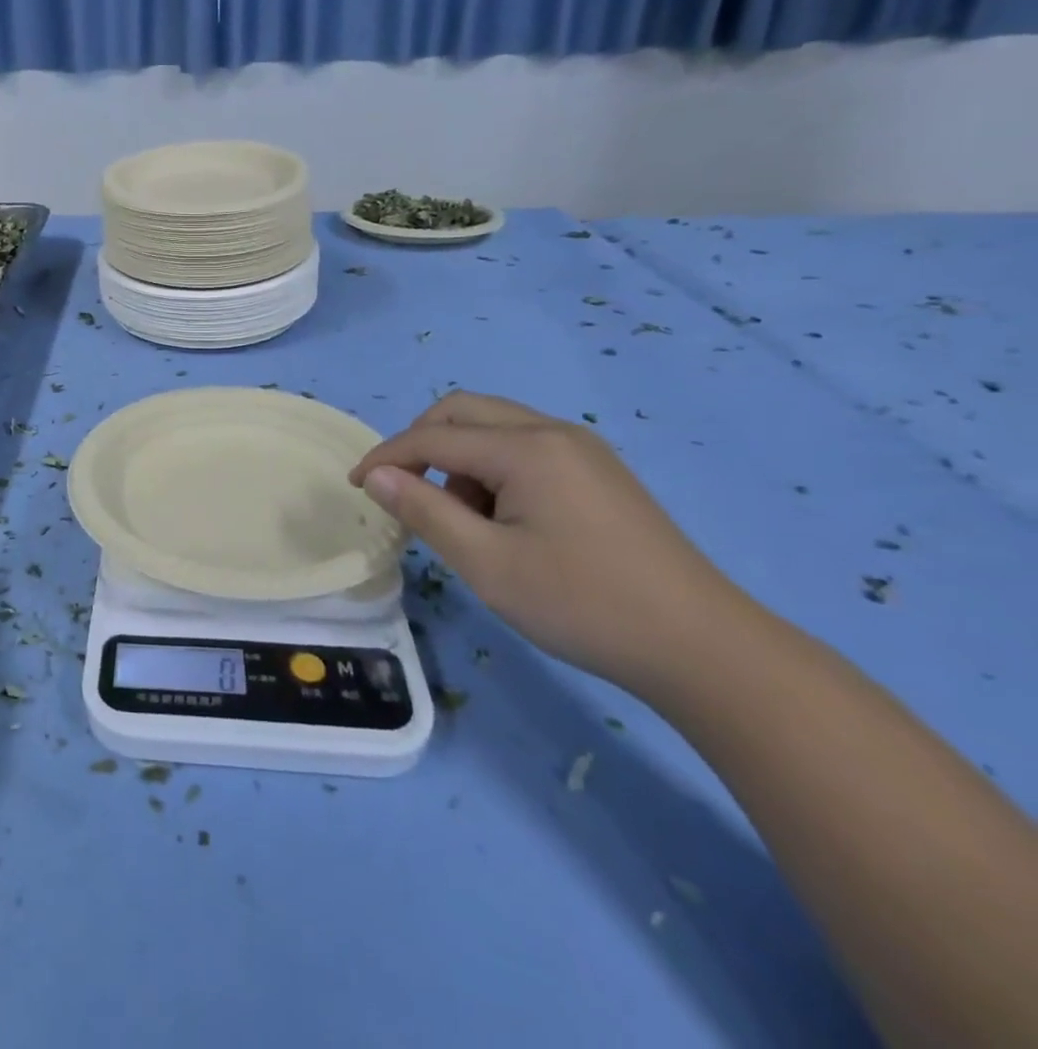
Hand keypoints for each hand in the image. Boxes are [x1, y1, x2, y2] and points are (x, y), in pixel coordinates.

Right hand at [349, 392, 748, 690]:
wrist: (704, 648)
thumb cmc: (583, 603)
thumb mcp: (486, 563)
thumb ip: (424, 510)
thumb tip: (375, 475)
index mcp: (526, 448)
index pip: (434, 436)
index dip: (387, 457)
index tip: (356, 487)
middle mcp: (554, 432)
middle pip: (463, 412)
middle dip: (421, 444)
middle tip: (404, 491)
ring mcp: (583, 450)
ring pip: (495, 429)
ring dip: (459, 459)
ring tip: (462, 521)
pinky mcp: (599, 473)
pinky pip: (525, 449)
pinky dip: (493, 471)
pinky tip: (504, 522)